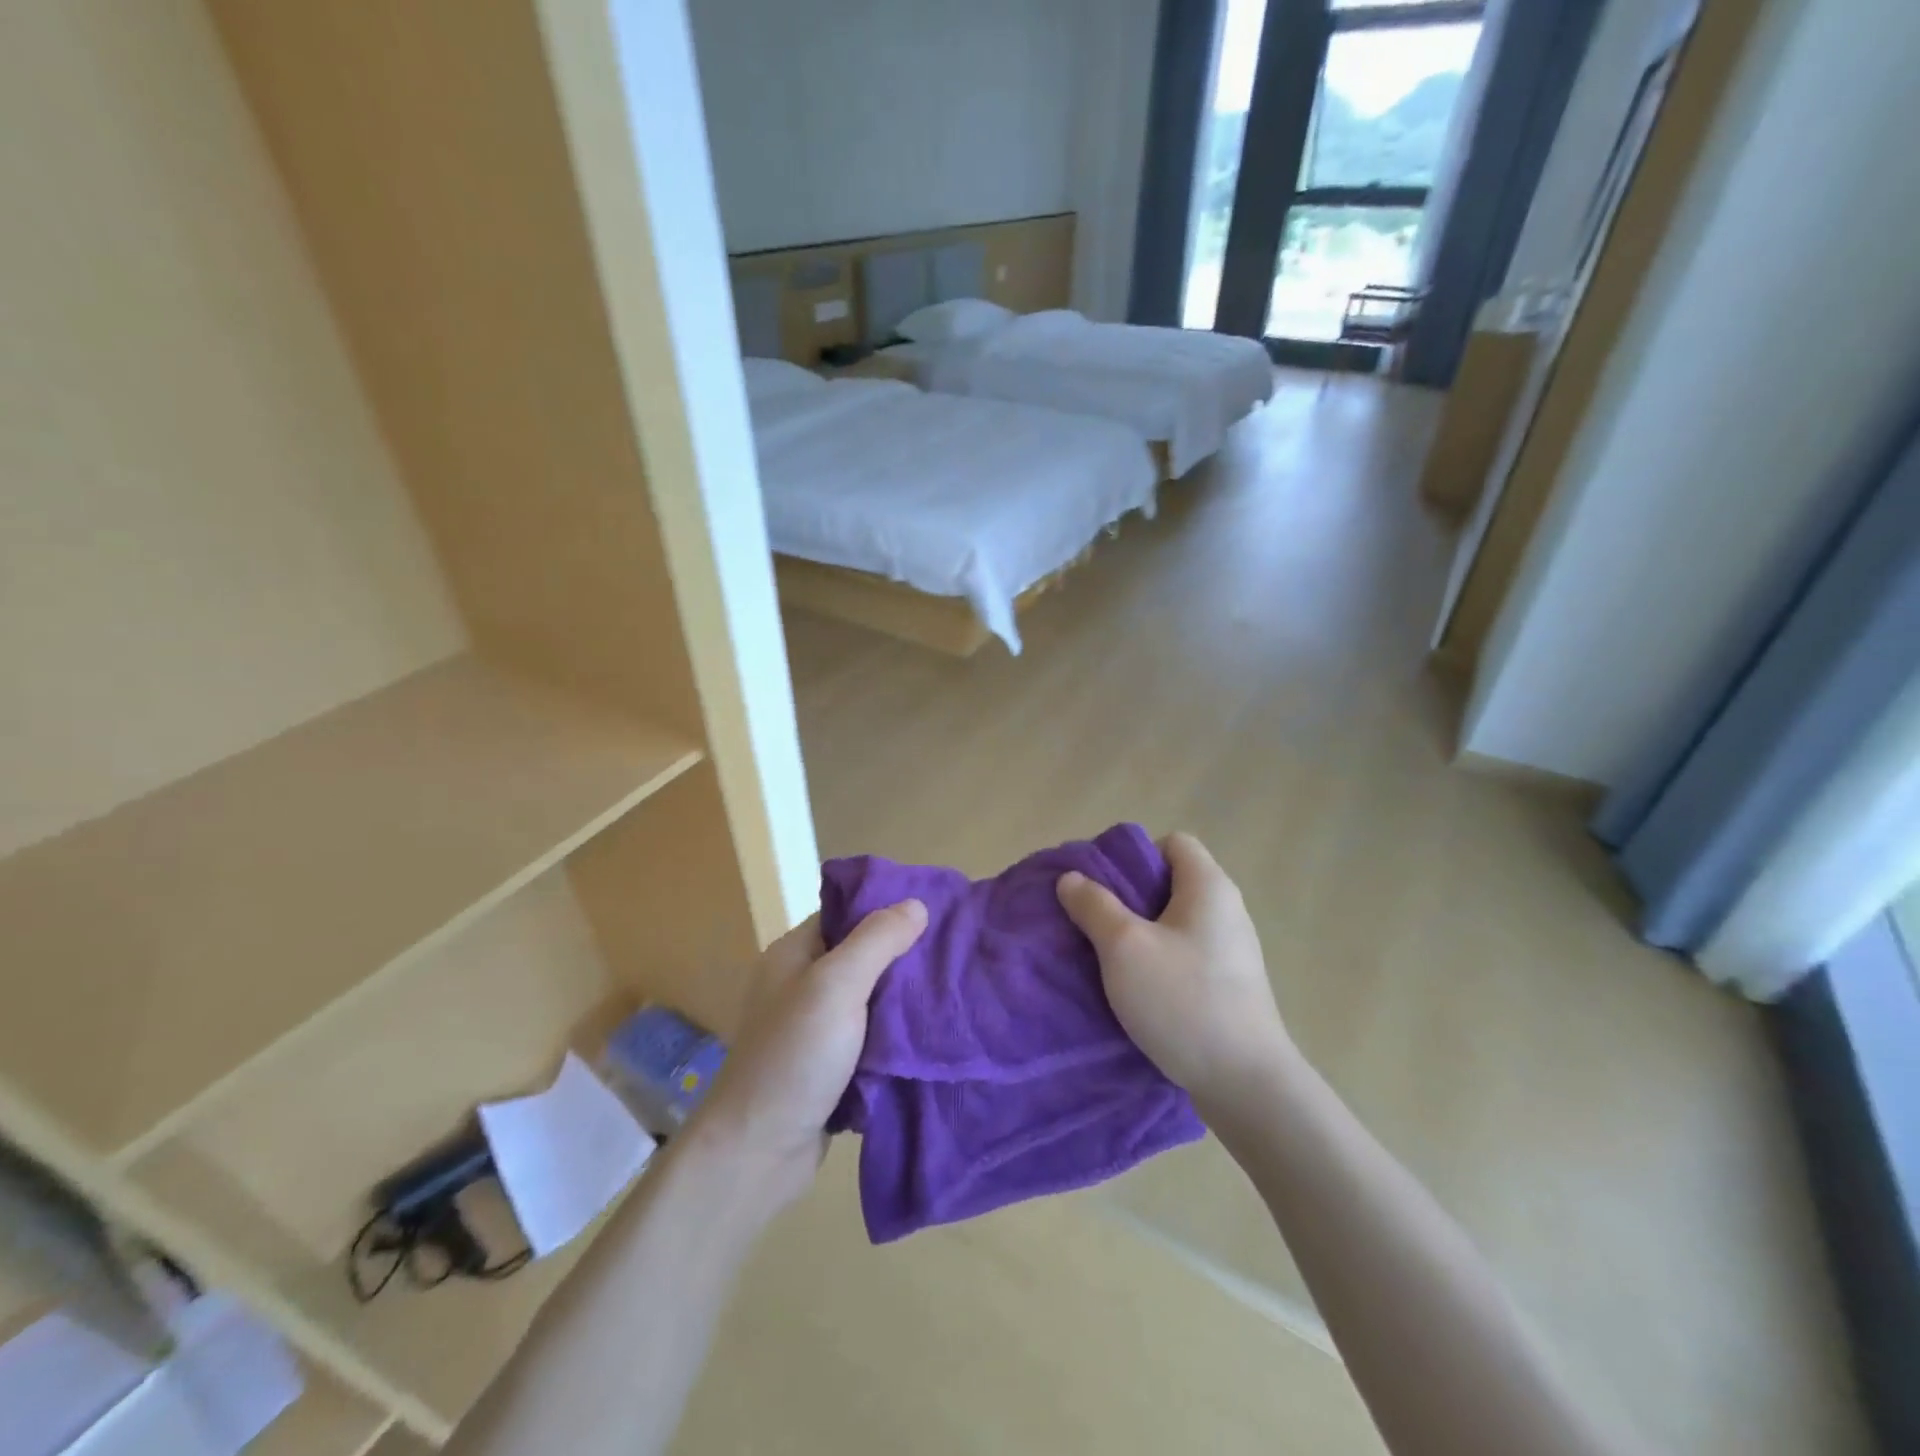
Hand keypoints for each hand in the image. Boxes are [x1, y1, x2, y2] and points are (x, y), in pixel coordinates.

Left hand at [690, 901, 926, 1214]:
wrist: (757, 1153)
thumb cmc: (794, 1056)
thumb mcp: (835, 986)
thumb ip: (876, 941)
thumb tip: (916, 904)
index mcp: (794, 954)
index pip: (846, 914)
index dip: (886, 909)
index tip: (935, 911)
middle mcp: (802, 985)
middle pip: (862, 956)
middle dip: (904, 955)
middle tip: (953, 953)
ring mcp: (815, 1028)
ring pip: (871, 999)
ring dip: (904, 999)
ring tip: (953, 989)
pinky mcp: (830, 1066)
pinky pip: (871, 1038)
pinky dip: (896, 1036)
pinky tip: (931, 1033)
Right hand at [1056, 832, 1291, 1113]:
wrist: (1246, 1084)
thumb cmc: (1183, 1000)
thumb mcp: (1124, 947)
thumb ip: (1094, 905)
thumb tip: (1072, 878)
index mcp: (1209, 887)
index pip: (1173, 843)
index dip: (1136, 856)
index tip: (1105, 888)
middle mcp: (1227, 910)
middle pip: (1171, 883)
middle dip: (1129, 898)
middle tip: (1095, 923)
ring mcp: (1232, 951)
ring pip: (1175, 923)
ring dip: (1139, 934)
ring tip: (1108, 959)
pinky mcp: (1230, 986)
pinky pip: (1185, 955)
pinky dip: (1158, 962)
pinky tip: (1136, 990)